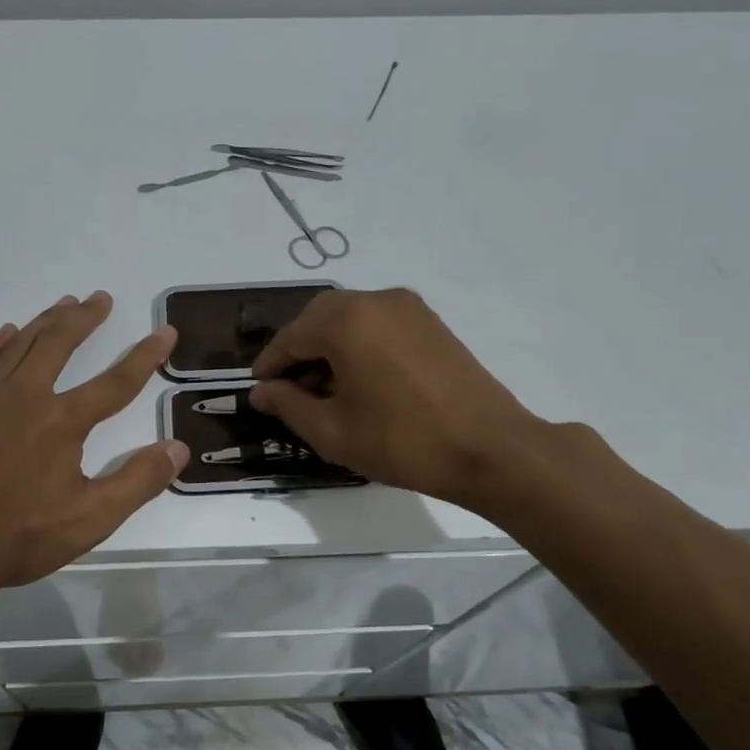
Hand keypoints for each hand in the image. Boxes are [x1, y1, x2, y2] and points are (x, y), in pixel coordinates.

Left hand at [0, 291, 186, 595]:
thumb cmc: (22, 537)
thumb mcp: (92, 518)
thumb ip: (139, 481)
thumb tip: (178, 447)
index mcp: (63, 422)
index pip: (116, 382)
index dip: (145, 356)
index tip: (165, 332)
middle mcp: (25, 398)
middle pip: (59, 344)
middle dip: (84, 319)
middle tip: (100, 299)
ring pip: (19, 346)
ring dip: (45, 322)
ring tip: (64, 304)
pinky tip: (5, 333)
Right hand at [249, 287, 551, 510]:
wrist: (491, 449)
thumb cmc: (402, 441)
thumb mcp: (332, 431)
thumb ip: (288, 405)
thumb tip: (262, 392)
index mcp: (345, 321)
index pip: (290, 337)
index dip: (270, 365)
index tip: (258, 389)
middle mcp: (374, 300)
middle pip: (318, 317)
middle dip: (298, 348)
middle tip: (289, 387)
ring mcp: (408, 307)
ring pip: (350, 316)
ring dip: (328, 343)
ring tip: (324, 385)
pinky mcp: (430, 322)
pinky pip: (378, 322)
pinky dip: (358, 341)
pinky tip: (360, 377)